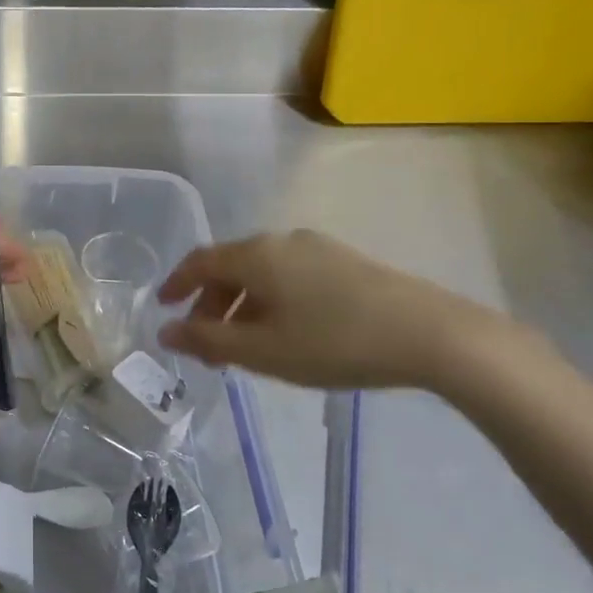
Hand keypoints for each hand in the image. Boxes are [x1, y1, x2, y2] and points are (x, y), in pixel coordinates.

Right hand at [157, 229, 525, 391]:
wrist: (429, 333)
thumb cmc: (333, 342)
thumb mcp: (262, 350)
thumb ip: (208, 340)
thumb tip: (166, 331)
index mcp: (255, 255)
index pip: (200, 260)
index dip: (176, 283)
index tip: (163, 308)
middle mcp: (281, 241)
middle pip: (230, 267)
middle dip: (211, 304)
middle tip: (206, 345)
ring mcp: (317, 249)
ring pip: (262, 273)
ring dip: (242, 306)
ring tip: (245, 346)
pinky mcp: (345, 263)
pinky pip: (289, 276)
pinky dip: (271, 301)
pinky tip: (286, 333)